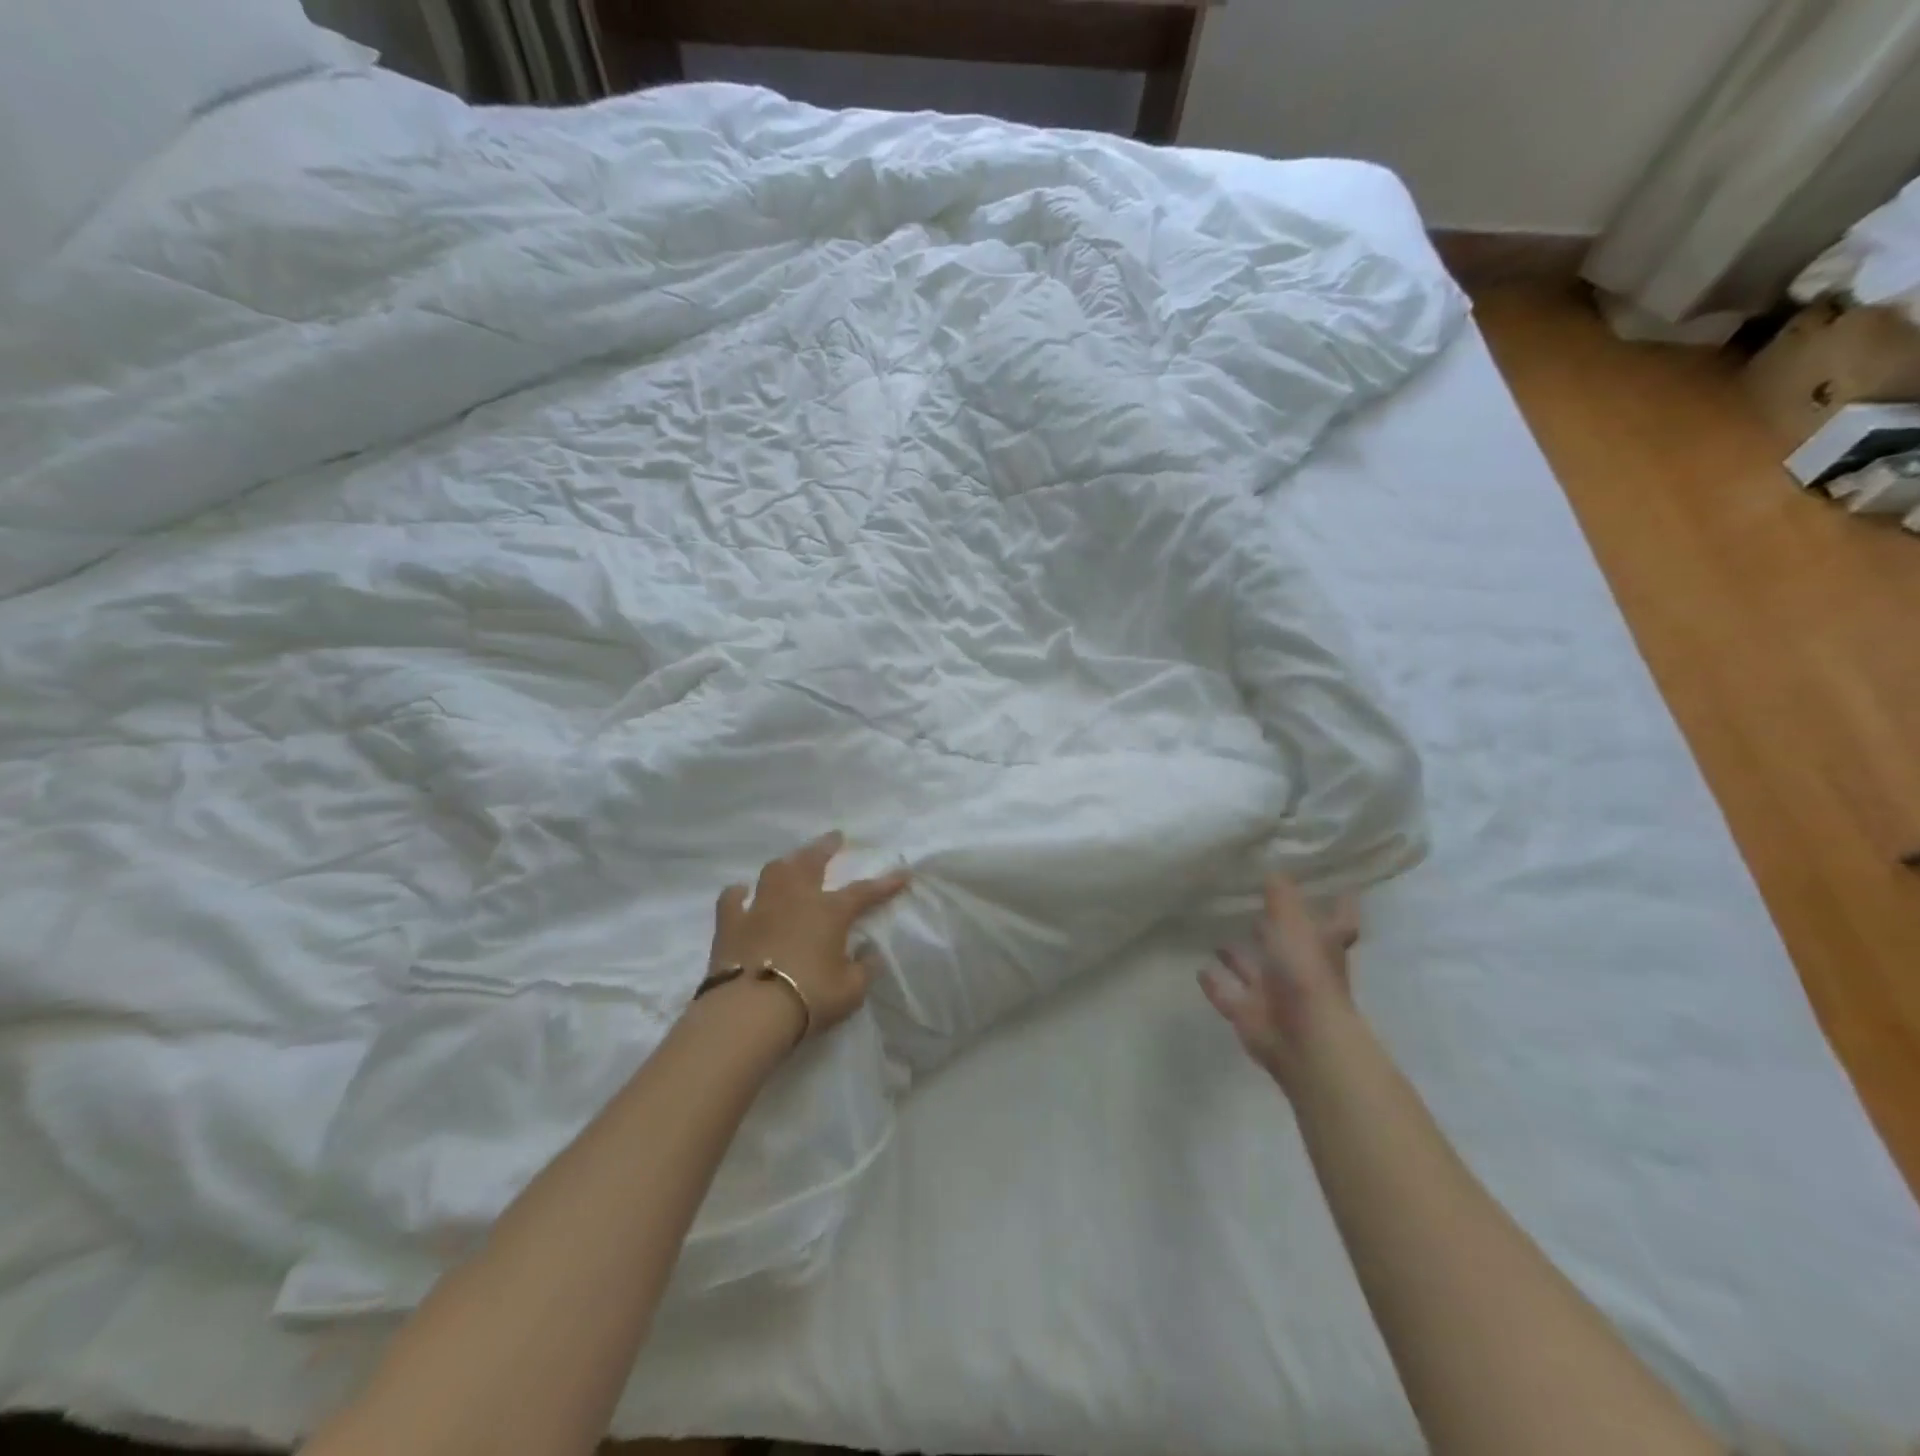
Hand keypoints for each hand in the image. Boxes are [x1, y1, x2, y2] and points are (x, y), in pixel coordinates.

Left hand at [708, 831, 910, 1041]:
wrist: (751, 1010)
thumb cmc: (809, 997)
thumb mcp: (851, 991)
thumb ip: (864, 969)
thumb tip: (870, 954)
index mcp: (830, 912)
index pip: (864, 892)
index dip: (885, 883)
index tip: (902, 873)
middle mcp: (796, 899)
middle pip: (812, 862)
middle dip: (826, 847)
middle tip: (834, 837)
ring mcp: (760, 907)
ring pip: (774, 872)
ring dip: (787, 863)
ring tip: (792, 861)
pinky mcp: (730, 924)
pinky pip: (732, 899)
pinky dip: (738, 893)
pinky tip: (741, 891)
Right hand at [1200, 874, 1360, 1096]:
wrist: (1302, 1040)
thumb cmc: (1306, 974)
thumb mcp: (1293, 924)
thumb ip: (1281, 897)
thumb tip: (1273, 867)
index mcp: (1321, 947)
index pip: (1336, 922)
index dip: (1336, 905)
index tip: (1331, 886)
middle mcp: (1301, 970)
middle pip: (1288, 946)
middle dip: (1271, 930)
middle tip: (1251, 907)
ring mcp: (1276, 995)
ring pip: (1254, 971)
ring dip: (1238, 957)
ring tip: (1216, 936)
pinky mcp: (1250, 1014)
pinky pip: (1228, 994)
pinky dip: (1216, 983)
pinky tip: (1199, 968)